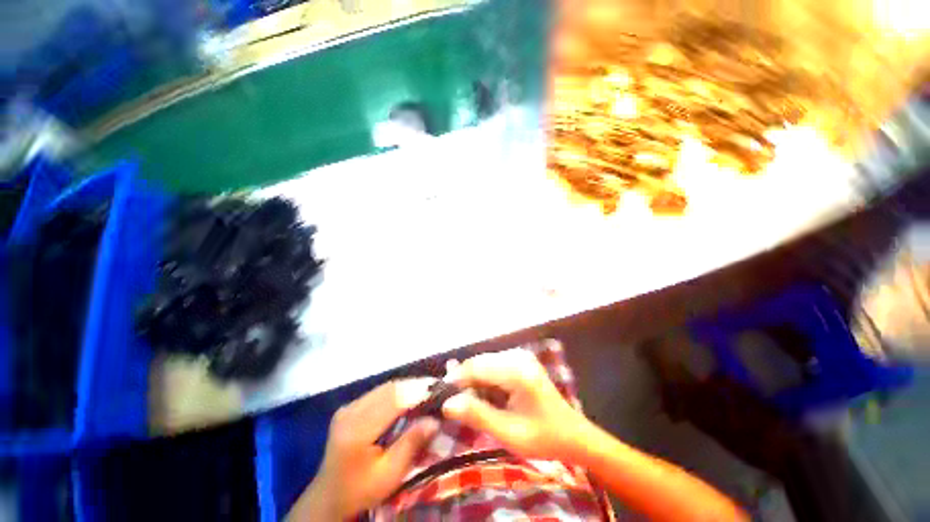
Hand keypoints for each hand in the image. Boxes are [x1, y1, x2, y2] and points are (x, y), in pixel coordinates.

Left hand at [289, 379, 438, 520]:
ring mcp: (347, 407)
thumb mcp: (389, 475)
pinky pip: (377, 392)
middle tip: (436, 386)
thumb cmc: (360, 490)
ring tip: (426, 388)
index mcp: (357, 430)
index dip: (416, 390)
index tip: (438, 387)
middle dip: (414, 385)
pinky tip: (408, 395)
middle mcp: (350, 412)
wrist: (328, 497)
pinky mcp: (349, 407)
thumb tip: (435, 419)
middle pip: (388, 389)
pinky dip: (396, 391)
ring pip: (384, 387)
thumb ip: (411, 444)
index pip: (392, 400)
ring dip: (406, 386)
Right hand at [442, 348, 590, 460]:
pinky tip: (482, 396)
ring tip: (465, 403)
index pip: (476, 367)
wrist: (574, 435)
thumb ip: (478, 415)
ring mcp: (520, 356)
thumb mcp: (509, 434)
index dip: (455, 379)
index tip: (439, 396)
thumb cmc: (544, 438)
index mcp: (517, 371)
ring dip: (473, 381)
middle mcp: (518, 356)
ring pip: (484, 363)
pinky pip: (493, 366)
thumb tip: (447, 404)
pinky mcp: (520, 361)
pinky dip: (484, 380)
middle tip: (451, 403)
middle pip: (479, 362)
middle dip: (463, 381)